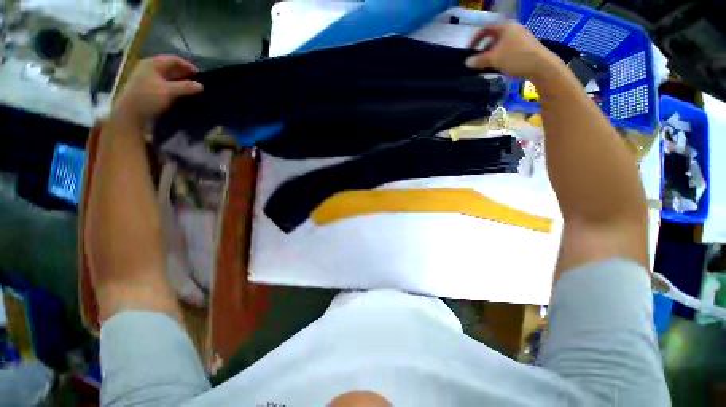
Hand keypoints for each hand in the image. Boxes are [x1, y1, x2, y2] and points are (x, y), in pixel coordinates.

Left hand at [114, 55, 202, 125]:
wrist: (131, 115)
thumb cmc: (148, 98)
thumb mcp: (168, 91)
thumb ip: (186, 87)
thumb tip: (201, 86)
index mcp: (152, 64)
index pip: (173, 59)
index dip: (187, 65)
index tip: (200, 74)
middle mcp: (150, 69)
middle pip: (171, 68)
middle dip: (185, 74)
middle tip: (198, 82)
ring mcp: (149, 80)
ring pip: (169, 77)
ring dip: (181, 82)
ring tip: (193, 89)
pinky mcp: (150, 90)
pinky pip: (166, 85)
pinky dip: (176, 88)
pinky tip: (183, 94)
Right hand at [465, 23, 563, 81]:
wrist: (541, 66)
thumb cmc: (515, 58)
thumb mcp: (494, 60)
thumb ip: (479, 60)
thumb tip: (466, 62)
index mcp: (505, 27)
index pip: (486, 29)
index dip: (475, 39)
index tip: (469, 51)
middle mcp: (513, 29)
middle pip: (493, 38)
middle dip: (484, 50)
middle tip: (478, 62)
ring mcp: (520, 38)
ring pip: (500, 45)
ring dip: (491, 55)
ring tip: (487, 67)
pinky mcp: (525, 47)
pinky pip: (508, 50)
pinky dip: (500, 57)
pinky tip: (499, 67)